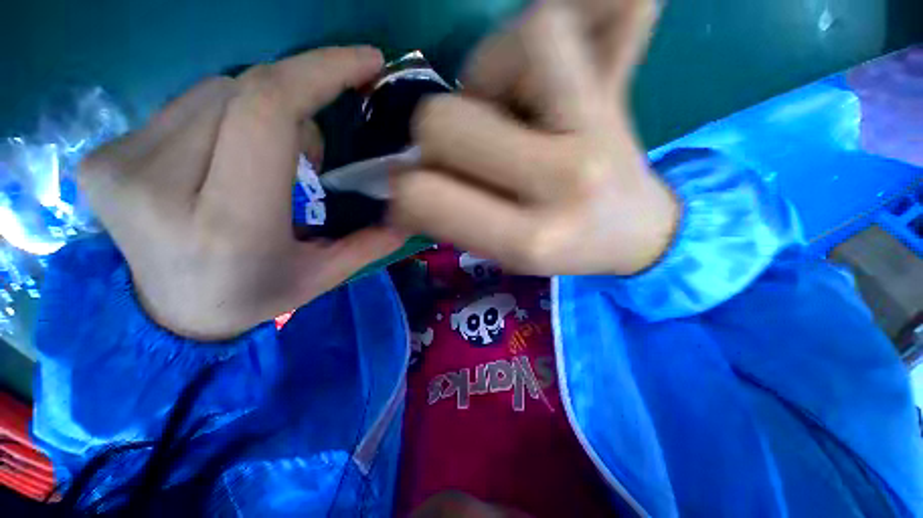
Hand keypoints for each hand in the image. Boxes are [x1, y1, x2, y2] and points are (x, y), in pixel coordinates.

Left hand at [79, 47, 404, 340]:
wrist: (170, 315)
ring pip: (212, 90)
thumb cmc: (253, 296)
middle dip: (294, 104)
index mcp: (230, 223)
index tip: (364, 61)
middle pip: (243, 91)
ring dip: (258, 111)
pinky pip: (182, 105)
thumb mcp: (323, 276)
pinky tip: (225, 156)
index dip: (319, 70)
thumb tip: (406, 210)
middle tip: (310, 154)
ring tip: (268, 160)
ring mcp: (119, 165)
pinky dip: (221, 117)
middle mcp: (161, 185)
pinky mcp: (101, 156)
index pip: (268, 110)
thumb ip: (368, 243)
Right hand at [391, 2, 677, 275]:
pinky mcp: (614, 87)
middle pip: (440, 122)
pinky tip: (532, 86)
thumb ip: (448, 221)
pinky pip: (550, 23)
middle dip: (435, 139)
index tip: (415, 190)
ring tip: (502, 116)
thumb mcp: (502, 255)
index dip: (403, 189)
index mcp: (528, 240)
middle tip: (464, 157)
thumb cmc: (564, 249)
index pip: (421, 195)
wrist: (636, 230)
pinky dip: (521, 47)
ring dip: (477, 84)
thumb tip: (400, 185)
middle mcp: (560, 182)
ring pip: (489, 58)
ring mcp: (594, 125)